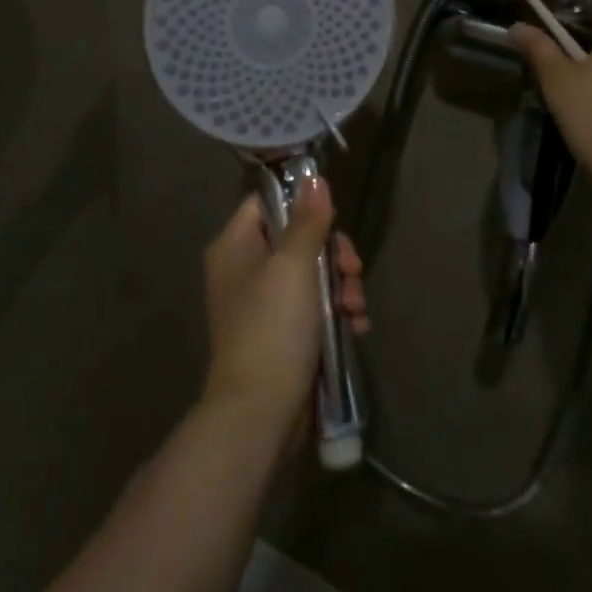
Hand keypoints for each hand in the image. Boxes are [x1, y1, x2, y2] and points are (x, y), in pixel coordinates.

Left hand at [201, 177, 368, 438]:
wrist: (259, 415)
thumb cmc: (272, 328)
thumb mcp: (294, 266)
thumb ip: (307, 220)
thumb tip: (314, 177)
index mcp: (235, 246)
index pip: (268, 203)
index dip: (302, 205)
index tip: (333, 218)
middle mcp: (244, 270)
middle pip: (297, 239)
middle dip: (333, 254)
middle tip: (352, 270)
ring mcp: (263, 305)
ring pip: (311, 274)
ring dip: (341, 286)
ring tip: (357, 307)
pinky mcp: (281, 335)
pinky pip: (313, 308)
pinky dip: (336, 313)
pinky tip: (356, 325)